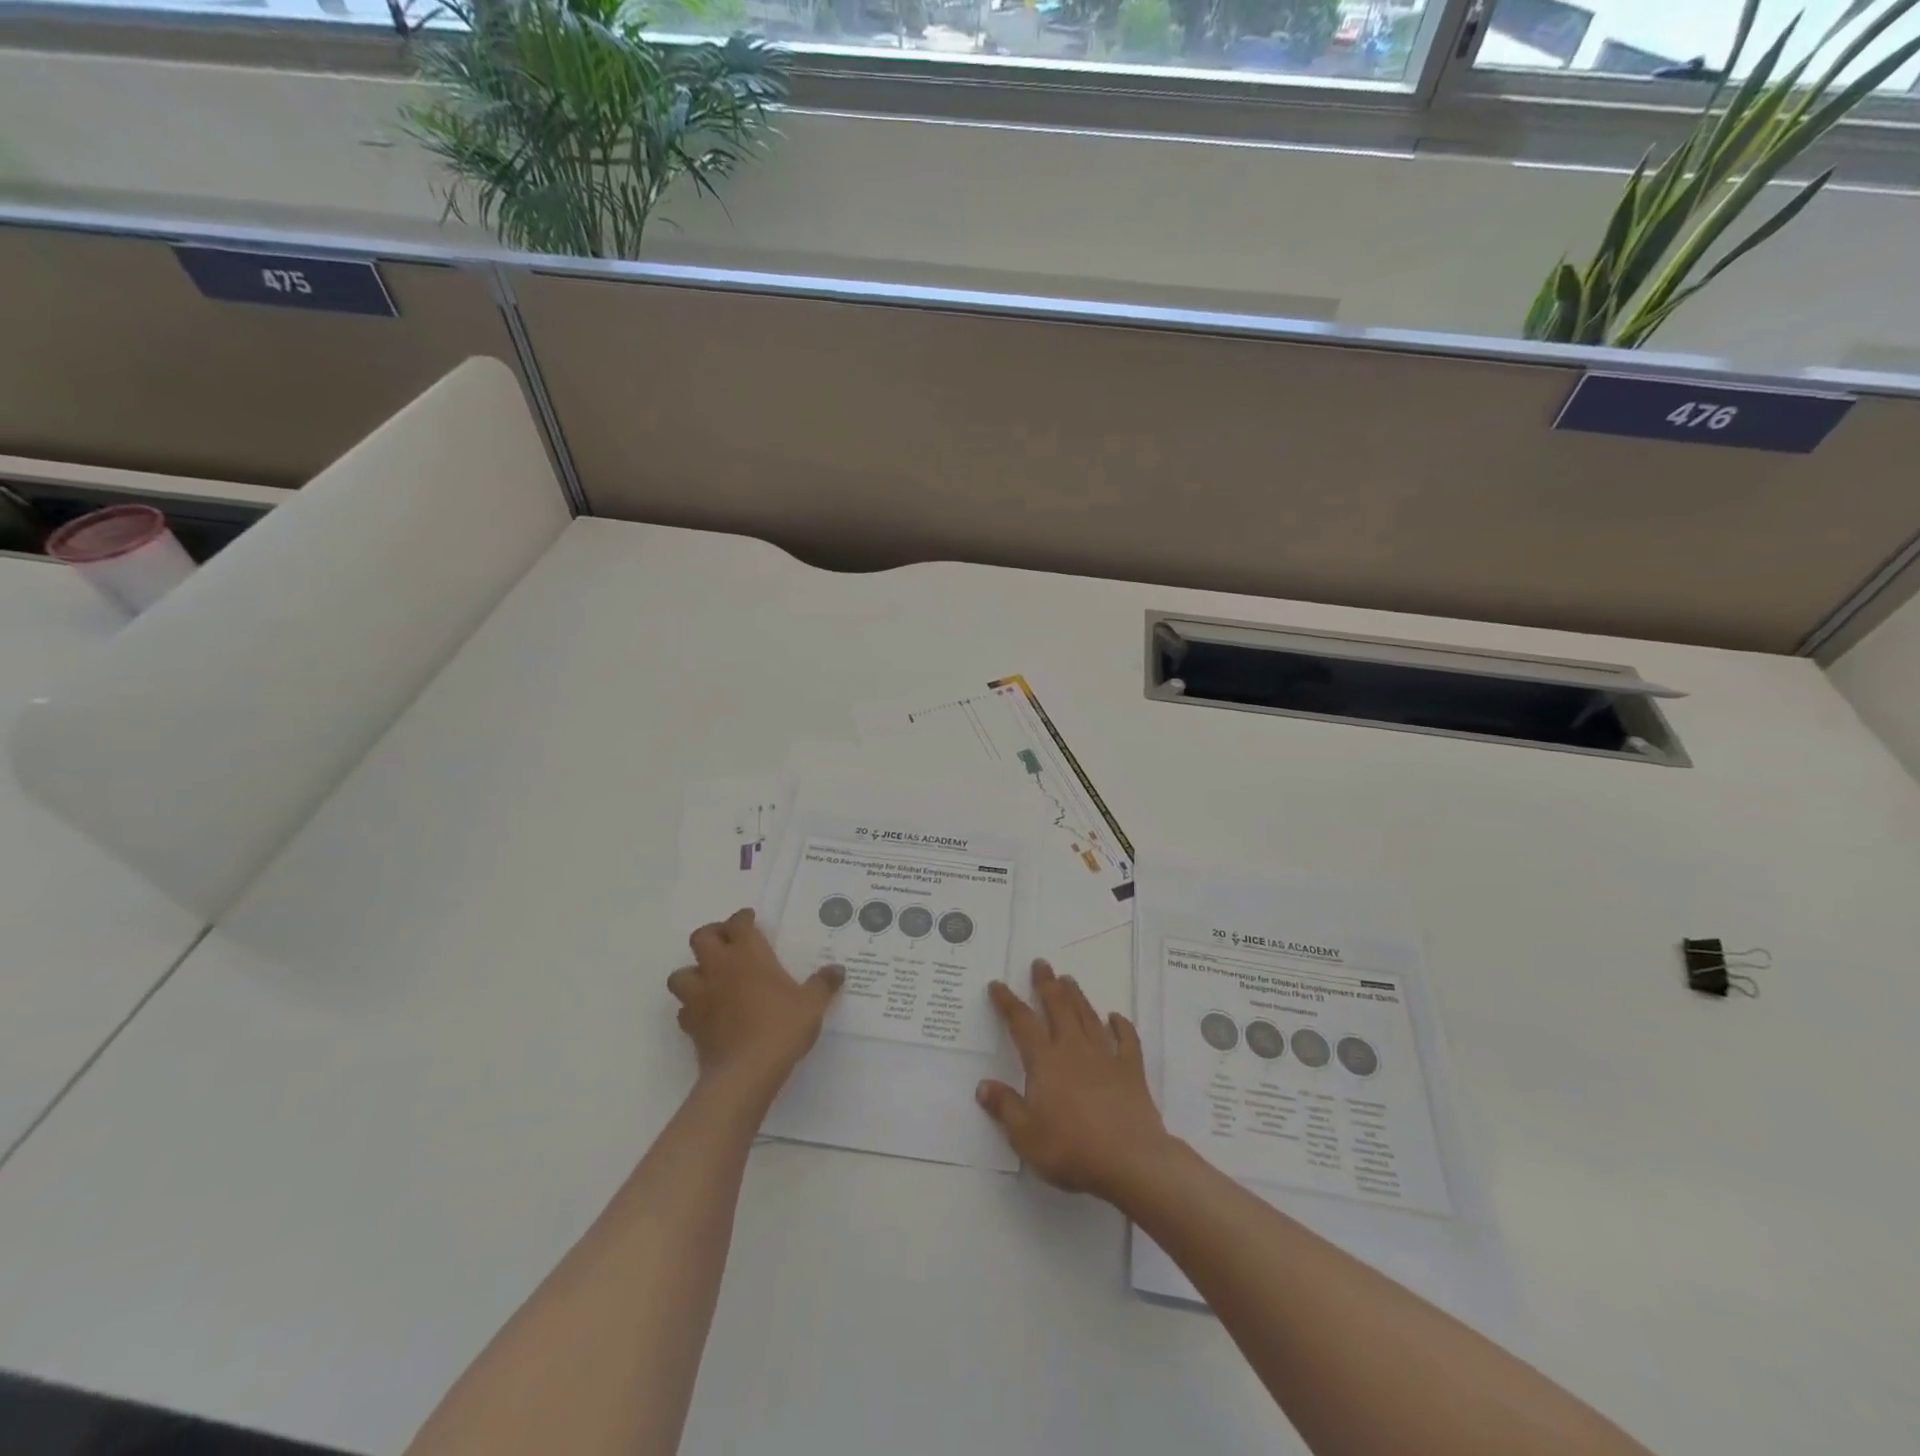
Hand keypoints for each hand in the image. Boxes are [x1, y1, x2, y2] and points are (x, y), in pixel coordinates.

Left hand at [668, 909, 842, 1098]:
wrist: (746, 1072)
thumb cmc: (781, 1027)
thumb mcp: (812, 1004)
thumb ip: (823, 984)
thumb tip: (838, 970)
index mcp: (748, 955)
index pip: (738, 923)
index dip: (743, 918)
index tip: (750, 920)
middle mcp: (719, 968)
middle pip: (701, 938)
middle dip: (712, 935)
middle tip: (728, 944)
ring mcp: (700, 996)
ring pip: (681, 973)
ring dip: (693, 973)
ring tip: (710, 980)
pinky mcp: (690, 1025)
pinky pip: (684, 1009)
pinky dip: (693, 1008)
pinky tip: (709, 1014)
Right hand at [977, 959, 1176, 1202]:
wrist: (1130, 1160)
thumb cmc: (1071, 1149)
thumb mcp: (1026, 1136)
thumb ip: (1005, 1108)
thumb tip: (983, 1085)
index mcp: (1045, 1061)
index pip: (1021, 1023)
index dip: (1007, 1002)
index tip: (998, 985)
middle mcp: (1073, 1049)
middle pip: (1058, 1007)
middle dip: (1047, 984)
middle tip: (1041, 964)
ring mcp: (1105, 1056)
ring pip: (1088, 1016)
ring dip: (1077, 996)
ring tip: (1068, 979)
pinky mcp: (1131, 1070)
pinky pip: (1126, 1040)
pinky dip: (1121, 1025)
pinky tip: (1115, 1017)